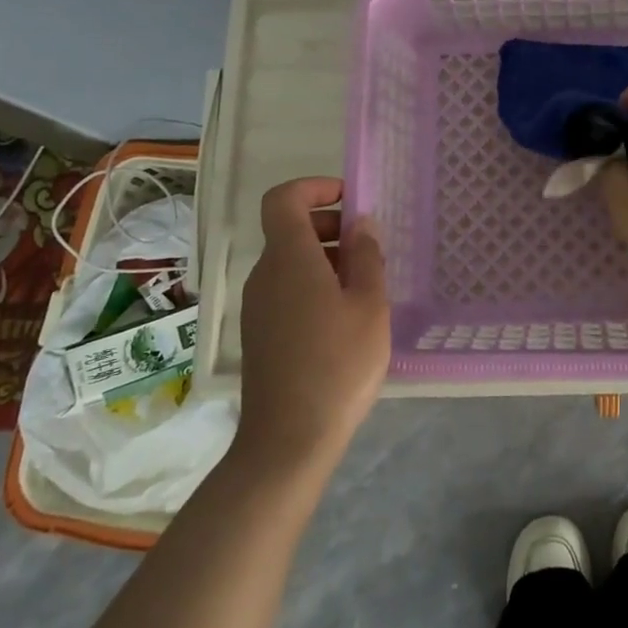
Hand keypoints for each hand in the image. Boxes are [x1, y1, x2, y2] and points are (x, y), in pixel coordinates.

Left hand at [234, 178, 389, 474]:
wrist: (288, 440)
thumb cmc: (338, 364)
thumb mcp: (370, 305)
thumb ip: (367, 256)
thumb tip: (360, 223)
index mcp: (289, 258)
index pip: (283, 198)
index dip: (315, 187)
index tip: (350, 201)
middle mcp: (264, 275)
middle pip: (289, 229)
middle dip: (330, 226)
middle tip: (369, 249)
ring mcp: (257, 306)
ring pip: (290, 262)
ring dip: (326, 259)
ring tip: (365, 288)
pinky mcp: (259, 333)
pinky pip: (286, 290)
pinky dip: (314, 286)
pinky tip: (344, 319)